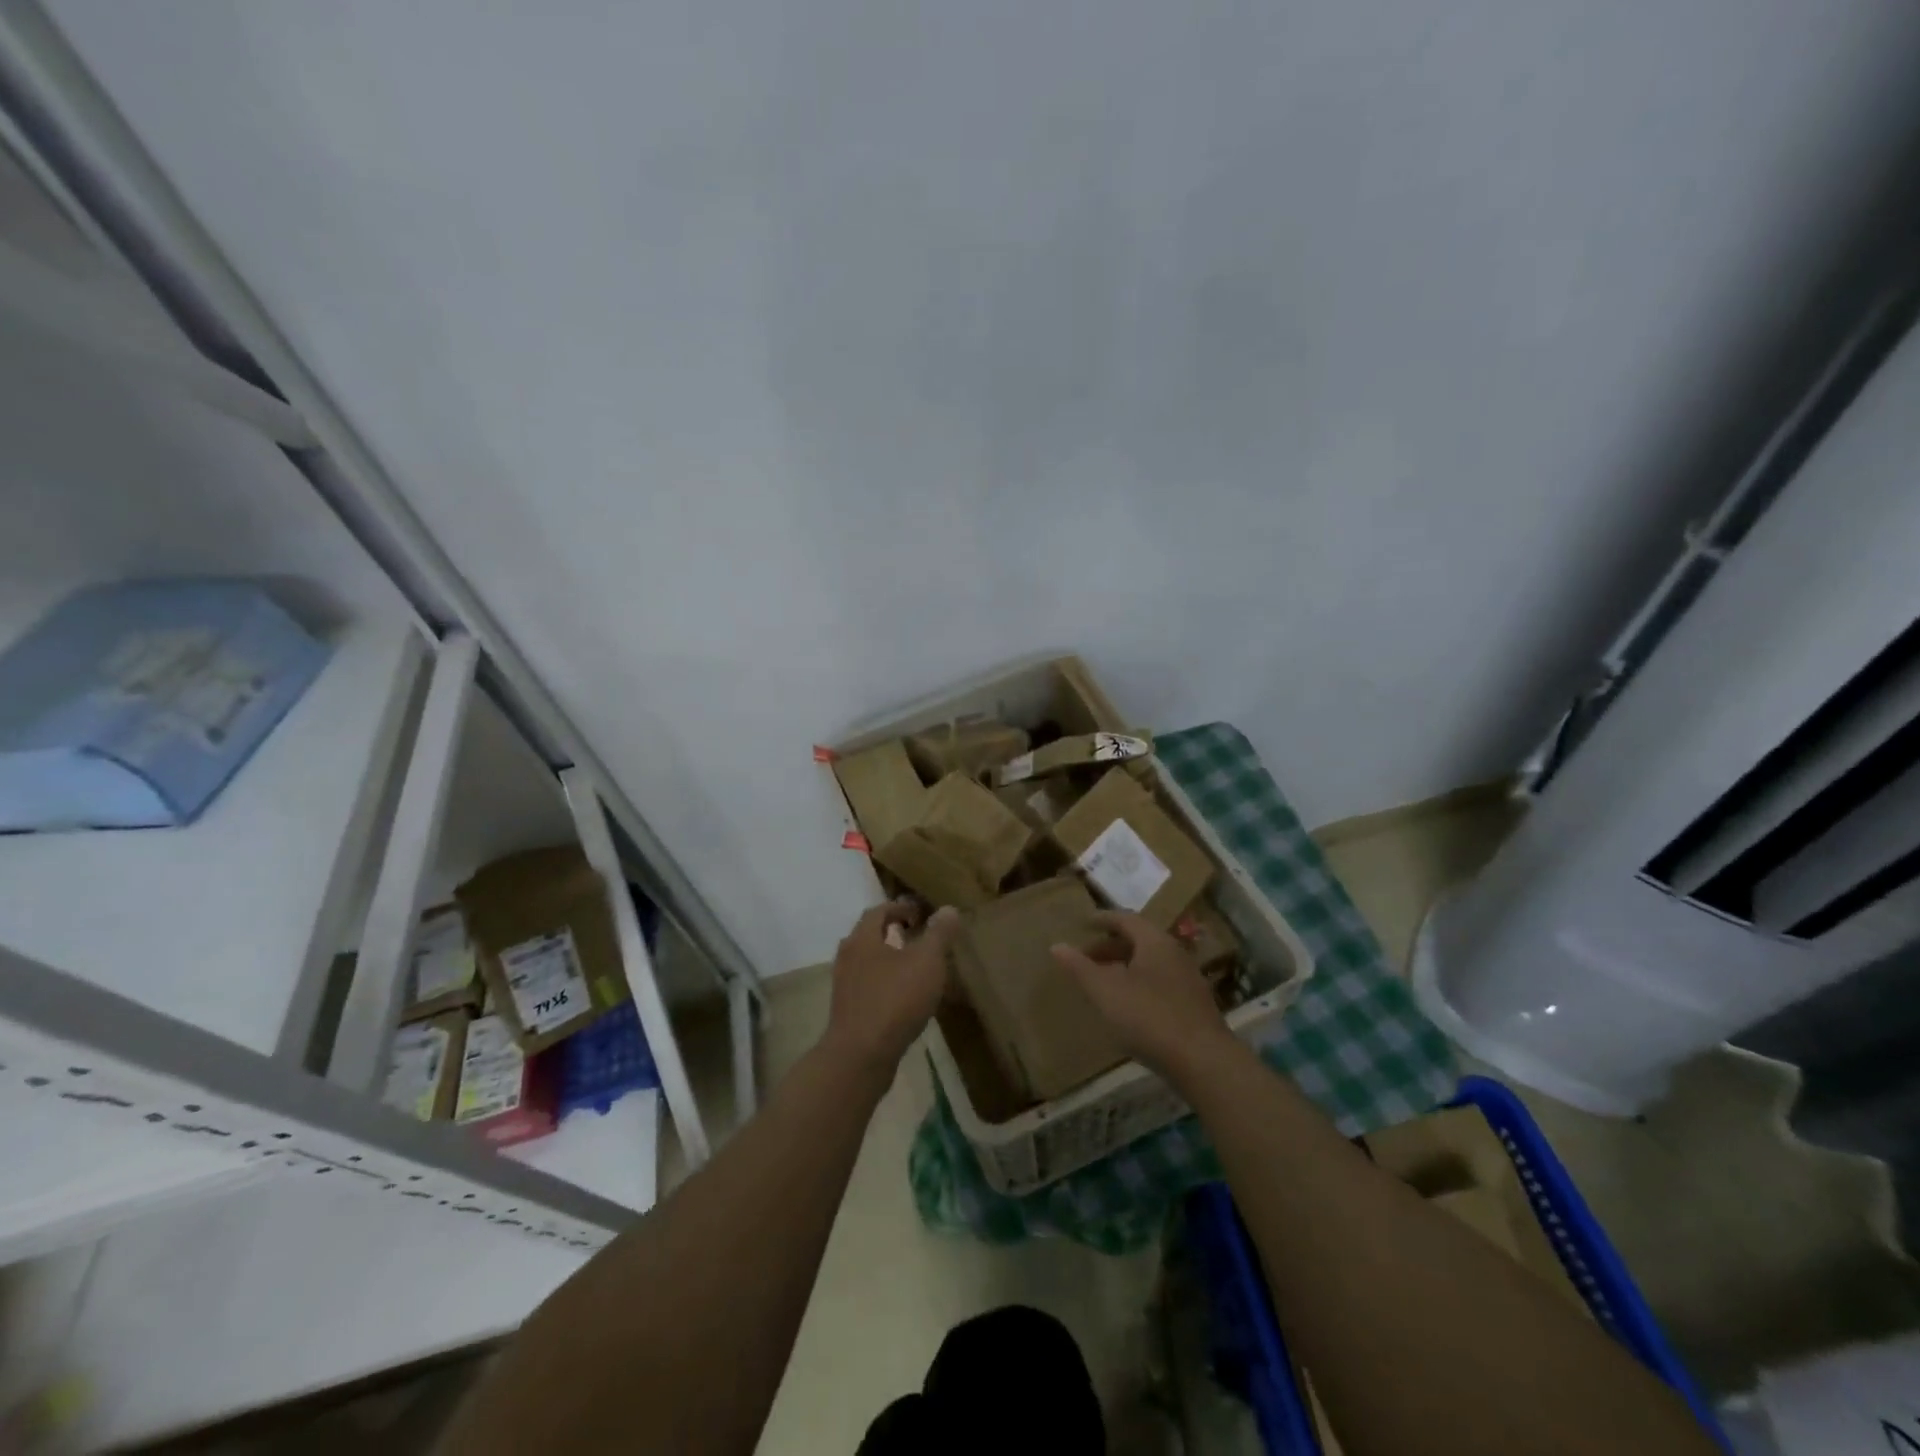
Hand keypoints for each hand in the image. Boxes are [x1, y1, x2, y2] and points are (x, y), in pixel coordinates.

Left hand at [824, 900, 960, 1078]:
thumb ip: (938, 934)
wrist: (860, 1056)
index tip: (921, 914)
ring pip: (868, 963)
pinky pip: (869, 988)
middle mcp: (848, 957)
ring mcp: (845, 986)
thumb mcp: (926, 961)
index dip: (900, 908)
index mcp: (863, 938)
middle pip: (870, 936)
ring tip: (917, 969)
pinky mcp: (848, 1012)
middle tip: (920, 937)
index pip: (878, 911)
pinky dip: (886, 984)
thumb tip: (948, 909)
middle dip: (894, 933)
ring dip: (890, 960)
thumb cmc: (895, 1000)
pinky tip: (906, 999)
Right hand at [1051, 910, 1231, 1075]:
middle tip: (1087, 957)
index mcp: (1155, 942)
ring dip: (1125, 966)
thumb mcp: (1105, 991)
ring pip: (1151, 963)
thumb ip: (1079, 967)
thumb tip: (1057, 945)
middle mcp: (1175, 953)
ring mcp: (1188, 980)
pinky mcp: (1195, 1005)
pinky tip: (1129, 1006)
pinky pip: (1161, 982)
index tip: (1084, 923)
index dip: (1103, 919)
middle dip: (1111, 946)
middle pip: (1139, 940)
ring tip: (1103, 982)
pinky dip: (1140, 983)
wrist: (1204, 1062)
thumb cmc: (1149, 1017)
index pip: (1126, 919)